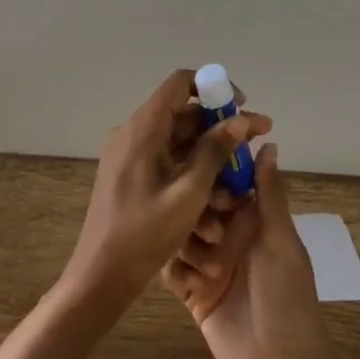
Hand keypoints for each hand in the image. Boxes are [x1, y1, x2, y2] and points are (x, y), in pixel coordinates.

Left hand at [60, 68, 270, 323]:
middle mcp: (133, 133)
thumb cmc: (145, 233)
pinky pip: (167, 163)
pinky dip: (192, 176)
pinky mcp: (131, 175)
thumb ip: (215, 152)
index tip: (242, 105)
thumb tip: (240, 120)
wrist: (101, 275)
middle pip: (184, 115)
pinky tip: (216, 206)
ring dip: (211, 160)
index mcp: (142, 128)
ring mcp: (130, 155)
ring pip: (179, 143)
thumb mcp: (189, 192)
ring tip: (241, 186)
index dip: (214, 87)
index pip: (180, 83)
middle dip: (222, 130)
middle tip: (257, 142)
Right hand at [165, 144, 341, 358]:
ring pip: (182, 235)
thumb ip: (268, 193)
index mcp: (255, 220)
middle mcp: (231, 237)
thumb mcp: (280, 239)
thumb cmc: (287, 296)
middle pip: (199, 207)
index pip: (227, 184)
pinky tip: (187, 280)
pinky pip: (173, 269)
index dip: (213, 174)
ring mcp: (210, 265)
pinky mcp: (194, 293)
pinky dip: (177, 270)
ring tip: (206, 264)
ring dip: (188, 243)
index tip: (200, 167)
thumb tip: (267, 142)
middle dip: (195, 210)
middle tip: (204, 226)